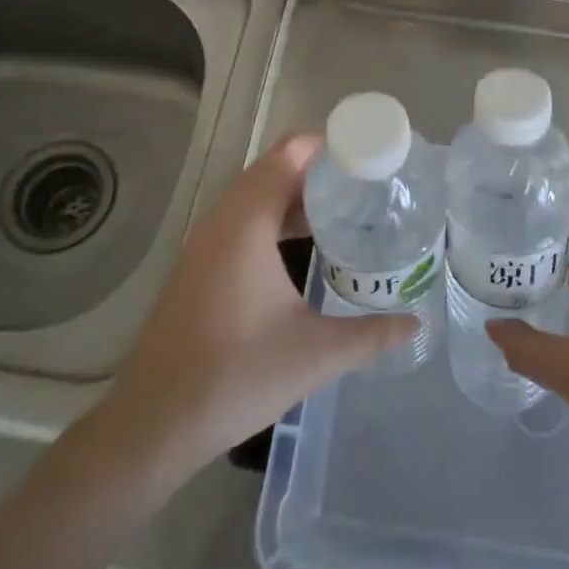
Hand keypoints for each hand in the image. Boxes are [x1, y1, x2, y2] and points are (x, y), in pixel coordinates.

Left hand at [104, 134, 417, 480]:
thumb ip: (371, 334)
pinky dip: (273, 217)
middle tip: (366, 186)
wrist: (153, 422)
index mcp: (248, 222)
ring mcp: (204, 242)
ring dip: (295, 194)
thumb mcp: (316, 354)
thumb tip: (415, 322)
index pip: (290, 153)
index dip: (330, 147)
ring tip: (344, 211)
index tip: (371, 158)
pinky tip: (302, 247)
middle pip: (273, 168)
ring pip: (255, 195)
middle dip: (319, 170)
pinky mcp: (197, 265)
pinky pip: (241, 220)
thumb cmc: (236, 375)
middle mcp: (222, 220)